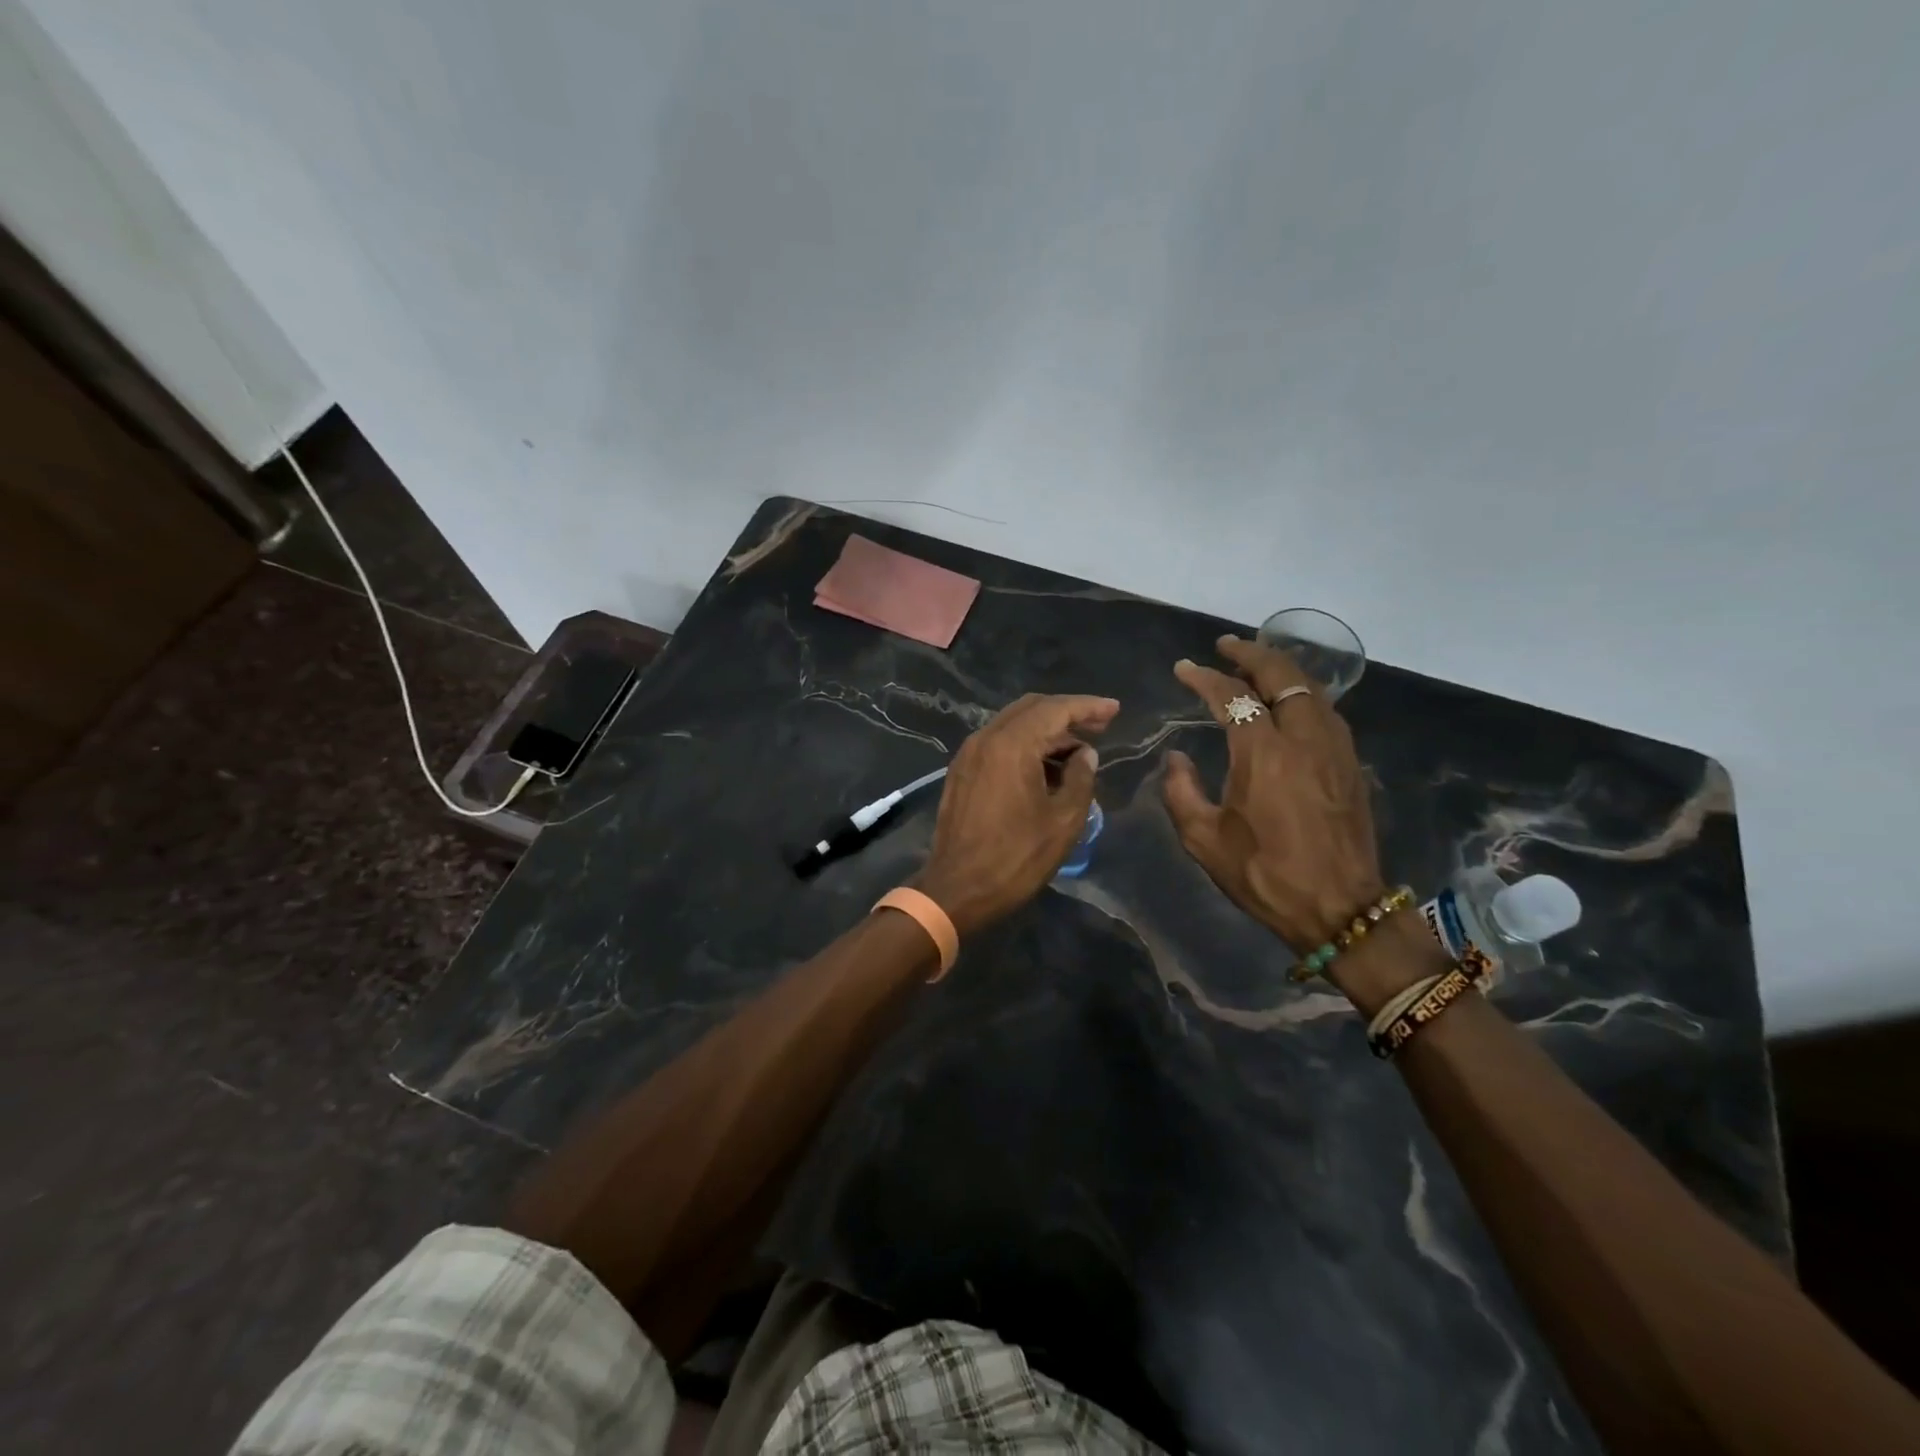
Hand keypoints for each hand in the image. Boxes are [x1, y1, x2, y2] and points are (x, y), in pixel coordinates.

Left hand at [912, 693, 1119, 937]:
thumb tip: (1085, 753)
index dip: (1088, 706)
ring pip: (1013, 725)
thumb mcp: (1063, 820)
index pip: (1055, 709)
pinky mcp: (961, 772)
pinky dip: (1026, 744)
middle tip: (1100, 725)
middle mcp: (985, 739)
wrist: (957, 889)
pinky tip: (1046, 765)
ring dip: (1046, 730)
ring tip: (1078, 749)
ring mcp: (968, 754)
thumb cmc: (1016, 858)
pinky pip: (998, 743)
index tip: (1115, 709)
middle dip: (1067, 713)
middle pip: (1031, 709)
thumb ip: (1081, 778)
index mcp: (1011, 745)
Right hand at [1163, 636, 1384, 950]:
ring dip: (1280, 668)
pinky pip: (1325, 710)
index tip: (1183, 668)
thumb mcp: (1204, 839)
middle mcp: (1302, 737)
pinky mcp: (1350, 763)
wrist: (1341, 909)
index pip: (1231, 696)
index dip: (1204, 677)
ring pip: (1310, 687)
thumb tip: (1176, 758)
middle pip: (1281, 674)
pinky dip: (1302, 692)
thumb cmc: (1265, 874)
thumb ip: (1180, 791)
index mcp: (1263, 753)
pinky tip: (1288, 701)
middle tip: (1225, 645)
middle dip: (1250, 653)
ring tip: (1256, 664)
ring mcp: (1334, 748)